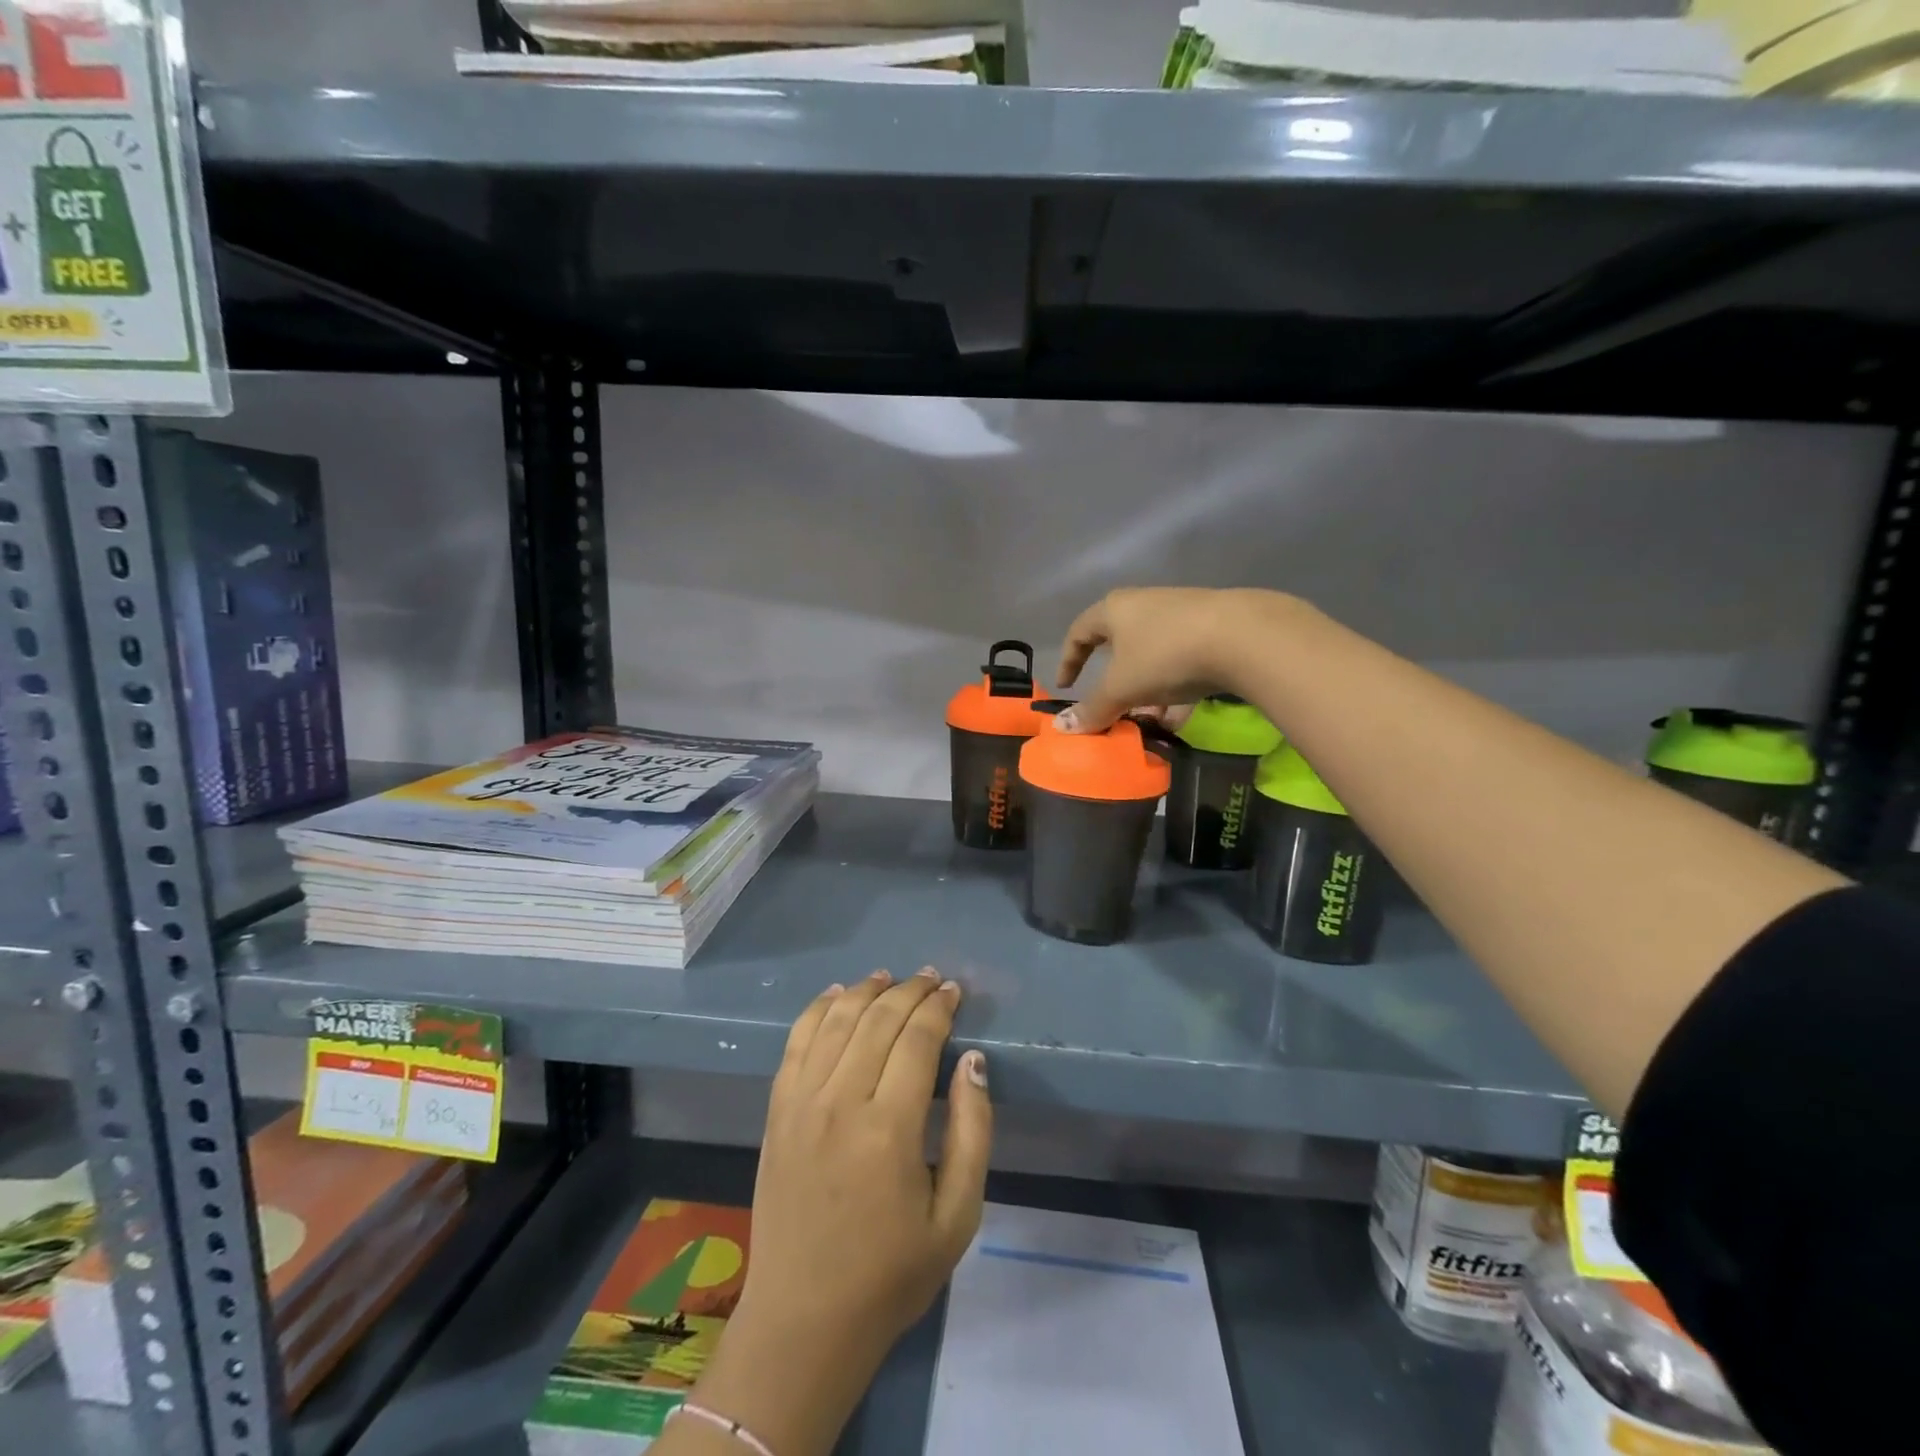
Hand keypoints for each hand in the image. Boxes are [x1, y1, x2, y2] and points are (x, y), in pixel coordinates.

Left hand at [685, 970, 991, 1455]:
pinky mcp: (777, 1111)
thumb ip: (972, 1131)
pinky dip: (817, 1010)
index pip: (917, 1039)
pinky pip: (796, 1042)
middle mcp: (841, 1102)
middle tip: (931, 978)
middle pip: (878, 1020)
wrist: (804, 1320)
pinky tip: (835, 994)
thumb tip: (973, 1061)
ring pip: (836, 1021)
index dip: (938, 1007)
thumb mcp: (957, 1216)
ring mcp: (801, 1103)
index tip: (954, 990)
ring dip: (865, 991)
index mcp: (889, 1129)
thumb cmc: (890, 1274)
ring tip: (889, 977)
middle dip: (909, 991)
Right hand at [1055, 587, 1294, 732]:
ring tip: (1149, 722)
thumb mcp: (1122, 688)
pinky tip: (1180, 719)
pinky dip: (1175, 691)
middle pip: (1120, 647)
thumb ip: (1093, 709)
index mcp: (1115, 610)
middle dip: (1115, 684)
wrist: (1243, 636)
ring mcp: (1182, 616)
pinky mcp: (1213, 630)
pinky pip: (1183, 663)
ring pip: (1153, 659)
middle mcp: (1145, 605)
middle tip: (1112, 708)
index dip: (1068, 660)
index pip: (1079, 632)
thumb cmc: (1165, 655)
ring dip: (1146, 692)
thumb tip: (1061, 728)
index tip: (1066, 687)